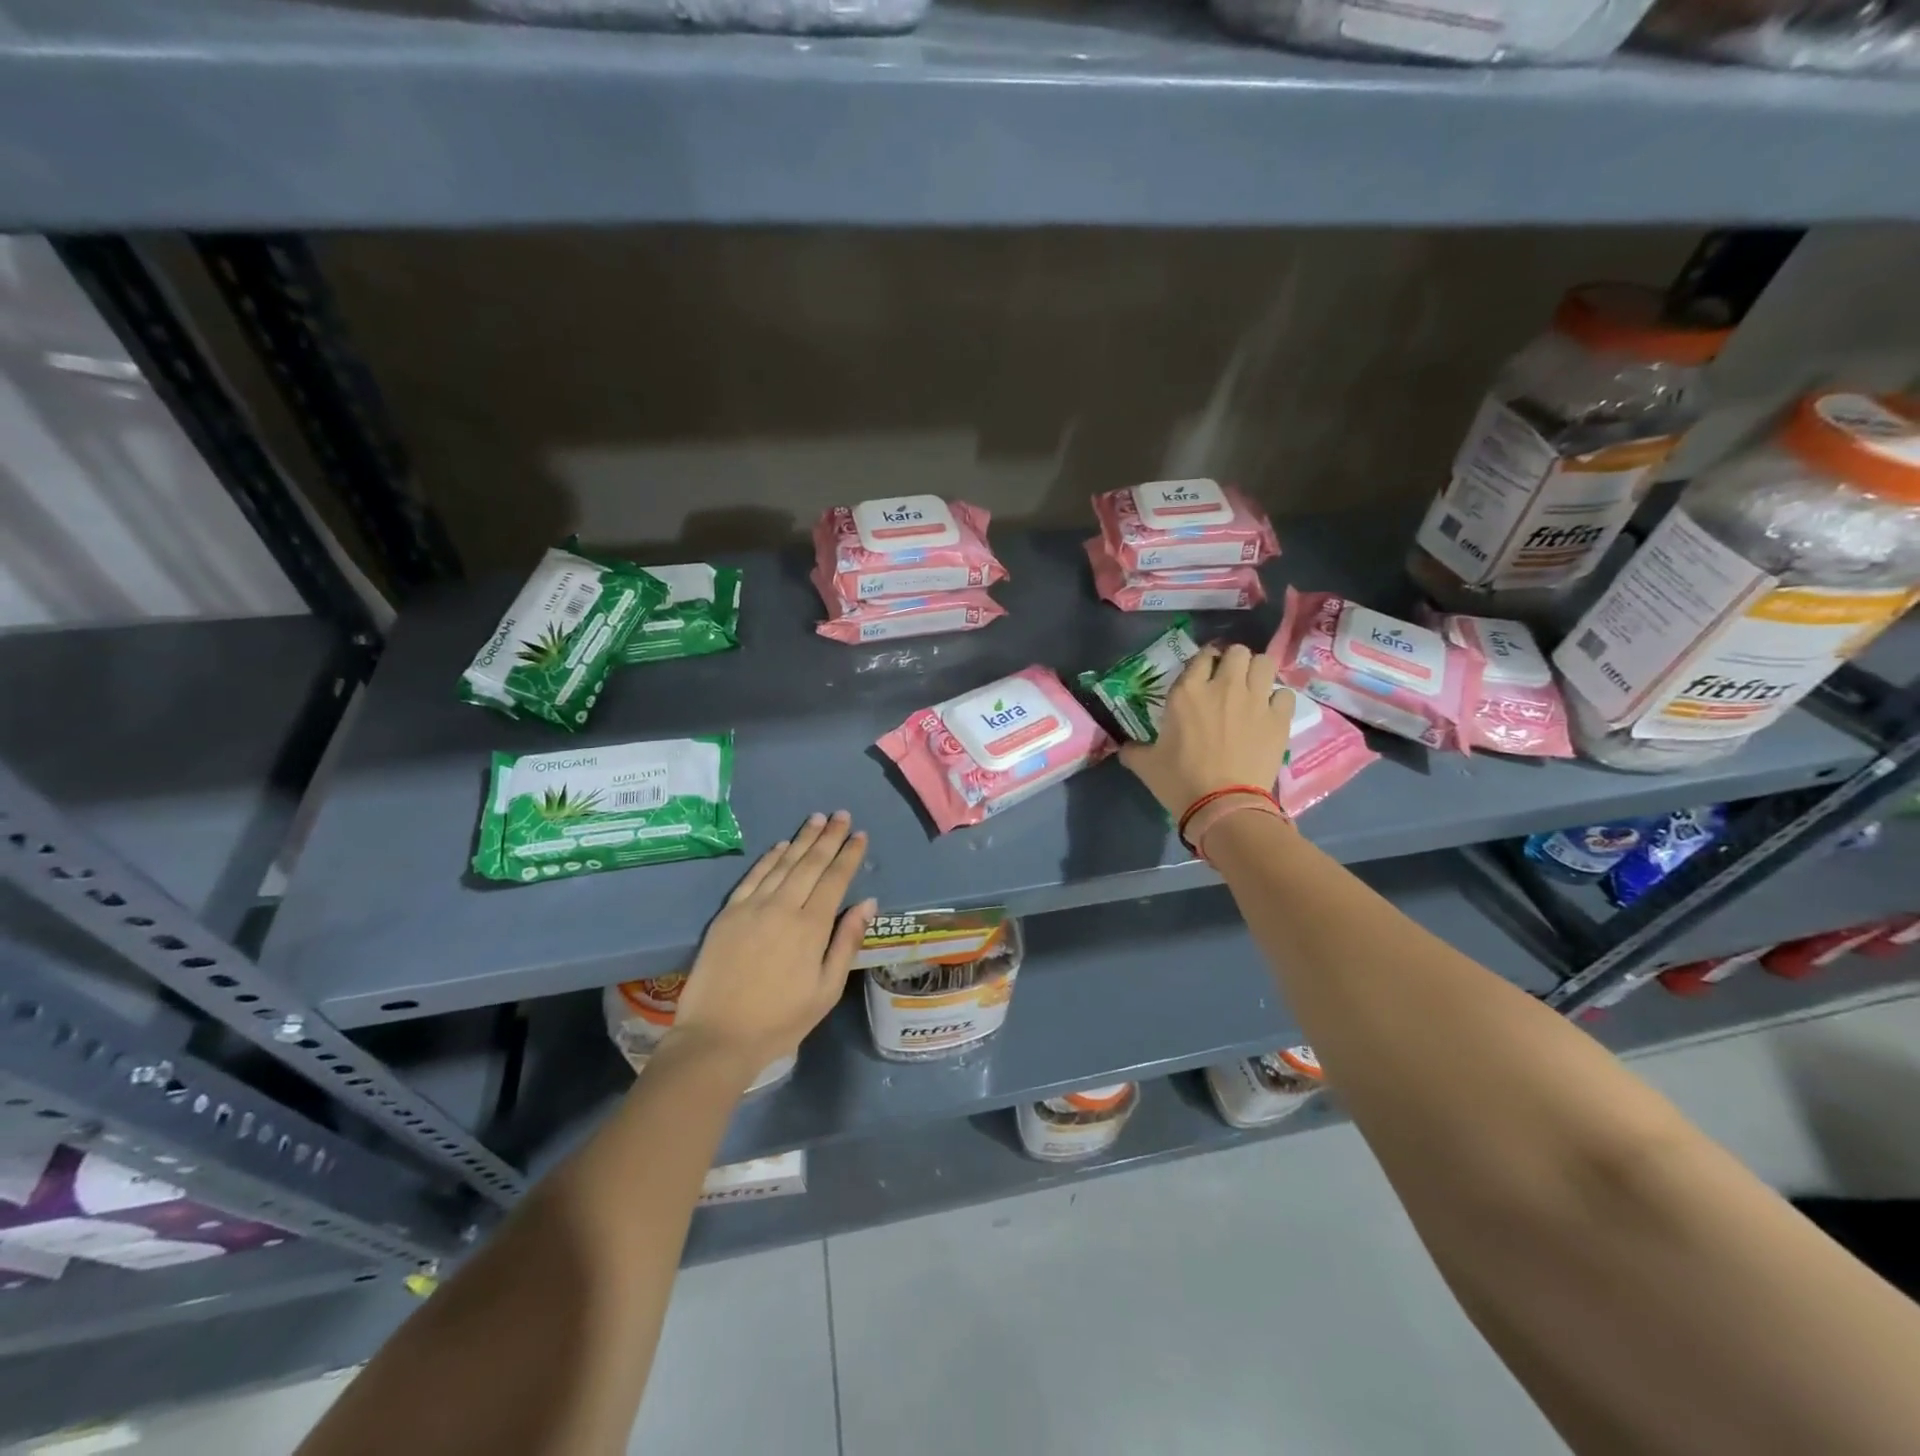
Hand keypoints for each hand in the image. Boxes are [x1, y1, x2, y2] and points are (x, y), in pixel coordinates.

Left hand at [665, 812, 876, 1089]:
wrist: (718, 1036)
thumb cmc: (781, 1020)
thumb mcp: (827, 989)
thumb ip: (847, 942)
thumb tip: (868, 903)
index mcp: (811, 927)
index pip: (835, 879)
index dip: (849, 855)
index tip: (860, 835)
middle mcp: (783, 907)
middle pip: (810, 863)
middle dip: (829, 837)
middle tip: (841, 814)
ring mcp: (752, 907)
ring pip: (783, 864)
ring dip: (802, 839)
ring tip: (817, 819)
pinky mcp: (728, 914)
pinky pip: (753, 876)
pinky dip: (769, 858)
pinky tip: (781, 846)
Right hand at [1119, 643, 1293, 816]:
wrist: (1222, 805)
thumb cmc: (1180, 782)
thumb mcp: (1146, 765)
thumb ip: (1133, 750)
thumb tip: (1124, 747)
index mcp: (1187, 693)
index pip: (1201, 657)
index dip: (1204, 662)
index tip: (1203, 675)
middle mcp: (1223, 687)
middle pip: (1237, 652)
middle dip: (1234, 662)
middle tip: (1230, 680)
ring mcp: (1255, 700)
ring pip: (1264, 662)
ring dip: (1258, 672)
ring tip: (1253, 689)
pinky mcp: (1278, 718)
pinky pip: (1285, 694)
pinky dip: (1278, 700)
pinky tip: (1270, 713)